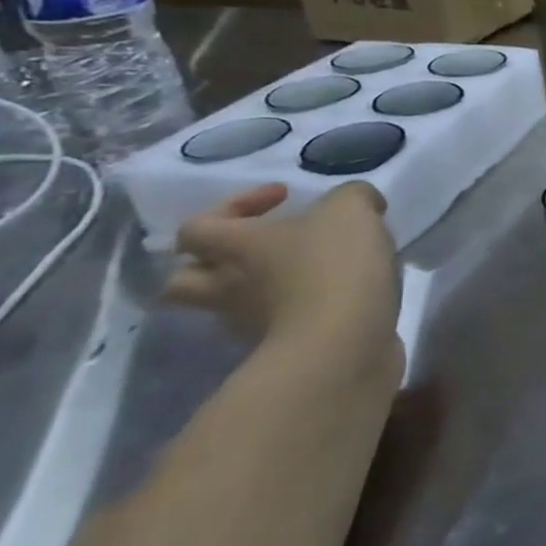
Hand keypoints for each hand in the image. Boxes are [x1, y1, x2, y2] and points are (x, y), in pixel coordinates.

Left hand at [162, 182, 400, 360]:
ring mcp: (249, 323)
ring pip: (233, 304)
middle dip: (215, 262)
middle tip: (263, 248)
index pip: (196, 226)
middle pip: (186, 279)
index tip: (284, 198)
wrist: (343, 342)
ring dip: (260, 288)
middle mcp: (227, 286)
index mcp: (234, 246)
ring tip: (309, 273)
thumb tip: (359, 204)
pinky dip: (297, 310)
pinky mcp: (281, 348)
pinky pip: (276, 324)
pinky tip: (336, 297)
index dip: (233, 206)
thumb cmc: (334, 264)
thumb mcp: (352, 209)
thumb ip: (352, 197)